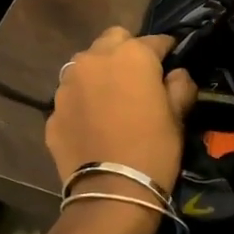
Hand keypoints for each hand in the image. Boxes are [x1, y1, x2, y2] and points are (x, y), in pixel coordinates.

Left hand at [45, 28, 197, 194]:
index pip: (155, 40)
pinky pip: (72, 95)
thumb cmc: (153, 149)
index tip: (172, 62)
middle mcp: (94, 59)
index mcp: (131, 55)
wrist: (110, 192)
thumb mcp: (178, 116)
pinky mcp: (53, 109)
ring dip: (100, 72)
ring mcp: (68, 83)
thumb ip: (180, 85)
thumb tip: (177, 74)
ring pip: (86, 64)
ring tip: (111, 98)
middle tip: (138, 77)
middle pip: (113, 40)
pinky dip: (83, 101)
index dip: (167, 51)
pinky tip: (94, 123)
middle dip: (127, 52)